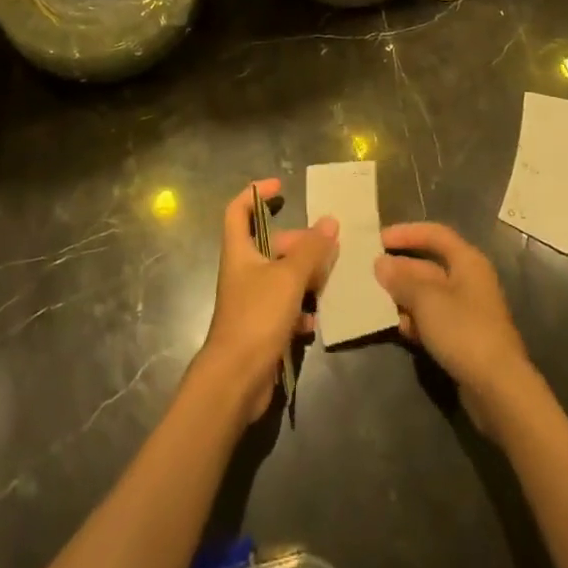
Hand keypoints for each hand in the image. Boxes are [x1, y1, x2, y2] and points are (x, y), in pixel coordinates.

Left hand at [196, 179, 337, 422]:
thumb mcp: (288, 278)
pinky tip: (316, 319)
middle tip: (326, 247)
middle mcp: (243, 271)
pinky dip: (301, 310)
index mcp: (239, 251)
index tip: (281, 187)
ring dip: (305, 278)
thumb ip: (311, 250)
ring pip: (281, 278)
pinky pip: (285, 309)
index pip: (238, 210)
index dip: (256, 193)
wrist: (237, 380)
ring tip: (329, 281)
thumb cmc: (257, 317)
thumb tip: (330, 221)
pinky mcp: (261, 328)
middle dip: (298, 244)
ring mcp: (251, 301)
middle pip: (270, 246)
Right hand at [375, 222, 535, 435]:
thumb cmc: (463, 330)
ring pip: (429, 295)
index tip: (380, 240)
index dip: (407, 233)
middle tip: (372, 274)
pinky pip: (434, 320)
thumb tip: (381, 264)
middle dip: (401, 269)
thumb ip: (401, 279)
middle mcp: (469, 281)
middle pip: (429, 266)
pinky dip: (417, 321)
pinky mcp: (464, 339)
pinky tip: (400, 329)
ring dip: (405, 297)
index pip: (435, 234)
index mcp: (467, 261)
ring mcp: (468, 312)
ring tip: (379, 303)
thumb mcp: (426, 299)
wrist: (498, 389)